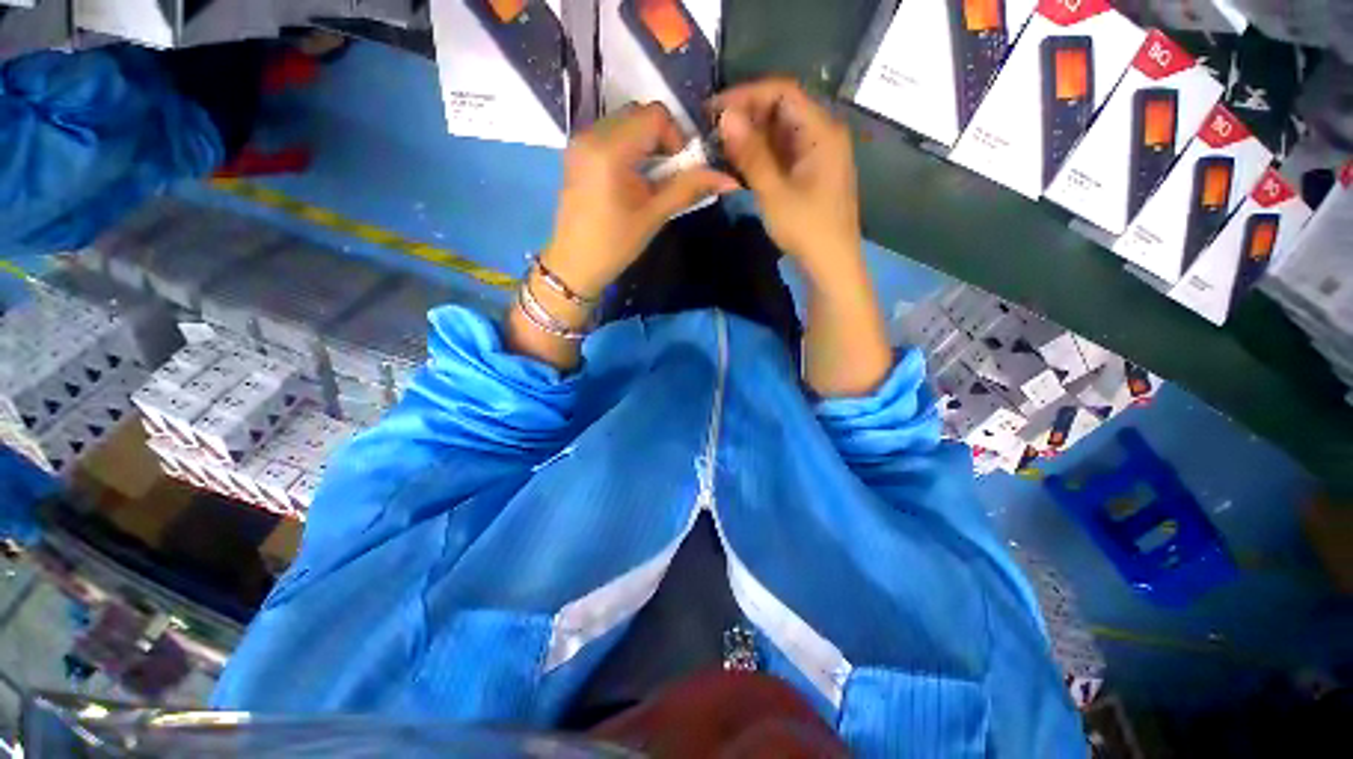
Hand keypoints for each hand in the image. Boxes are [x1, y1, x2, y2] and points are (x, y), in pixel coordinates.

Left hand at [542, 103, 739, 297]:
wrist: (574, 264)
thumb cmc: (615, 244)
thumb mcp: (654, 216)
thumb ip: (688, 188)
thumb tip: (729, 178)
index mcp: (610, 150)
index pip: (654, 115)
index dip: (676, 136)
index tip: (681, 168)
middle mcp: (591, 134)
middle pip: (639, 114)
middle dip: (662, 138)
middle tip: (668, 173)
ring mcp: (580, 142)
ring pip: (624, 122)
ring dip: (646, 142)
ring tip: (651, 178)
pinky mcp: (577, 152)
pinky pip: (610, 134)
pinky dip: (629, 147)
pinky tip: (633, 177)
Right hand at [712, 78, 861, 289]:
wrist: (830, 265)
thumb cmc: (806, 229)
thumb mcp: (774, 192)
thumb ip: (751, 153)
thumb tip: (725, 116)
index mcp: (822, 131)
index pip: (782, 92)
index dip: (746, 95)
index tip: (713, 110)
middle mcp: (823, 134)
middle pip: (782, 110)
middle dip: (746, 117)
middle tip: (712, 133)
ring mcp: (817, 155)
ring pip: (780, 133)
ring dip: (751, 138)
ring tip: (720, 149)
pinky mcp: (810, 174)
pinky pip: (783, 154)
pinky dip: (761, 156)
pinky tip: (739, 165)